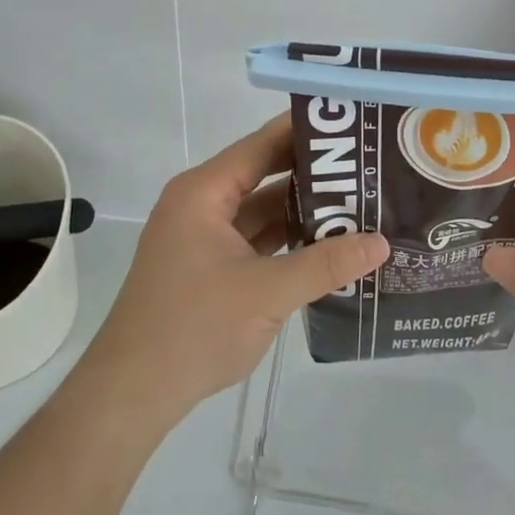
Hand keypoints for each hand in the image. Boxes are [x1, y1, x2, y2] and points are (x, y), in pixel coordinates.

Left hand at [79, 115, 388, 431]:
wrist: (133, 391)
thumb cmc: (194, 327)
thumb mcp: (267, 292)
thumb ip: (325, 264)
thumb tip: (381, 243)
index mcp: (203, 193)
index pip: (261, 146)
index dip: (304, 132)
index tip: (350, 123)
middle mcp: (201, 205)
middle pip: (263, 175)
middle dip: (312, 174)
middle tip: (367, 166)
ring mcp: (202, 238)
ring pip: (260, 211)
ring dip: (302, 210)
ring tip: (358, 203)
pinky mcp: (208, 267)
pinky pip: (254, 240)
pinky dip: (286, 241)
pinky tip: (326, 245)